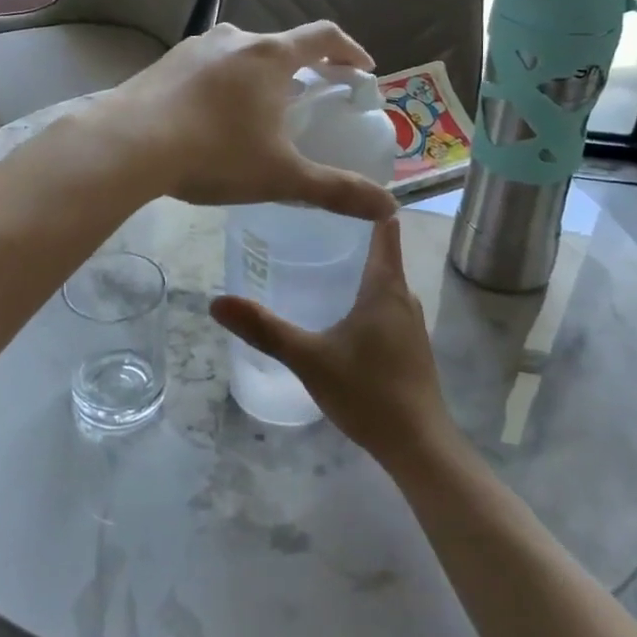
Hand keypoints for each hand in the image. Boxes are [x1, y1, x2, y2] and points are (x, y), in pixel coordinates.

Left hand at [103, 21, 397, 222]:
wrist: (128, 145)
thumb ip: (337, 190)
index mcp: (271, 56)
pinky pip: (206, 67)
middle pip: (280, 46)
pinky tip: (210, 119)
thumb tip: (390, 208)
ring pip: (240, 56)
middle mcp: (235, 39)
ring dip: (258, 76)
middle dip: (301, 69)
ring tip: (258, 112)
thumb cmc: (215, 153)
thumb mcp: (281, 177)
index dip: (350, 50)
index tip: (362, 69)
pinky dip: (222, 85)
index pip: (324, 37)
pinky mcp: (164, 63)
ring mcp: (194, 47)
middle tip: (308, 99)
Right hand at [211, 217, 458, 467]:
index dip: (367, 205)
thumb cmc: (367, 392)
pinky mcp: (409, 347)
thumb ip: (265, 330)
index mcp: (385, 287)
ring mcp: (410, 324)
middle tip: (308, 224)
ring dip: (357, 269)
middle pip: (381, 253)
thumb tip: (216, 302)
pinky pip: (386, 306)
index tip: (336, 190)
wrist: (419, 446)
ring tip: (318, 261)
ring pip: (383, 283)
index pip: (384, 229)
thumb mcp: (309, 358)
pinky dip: (364, 296)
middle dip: (350, 237)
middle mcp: (403, 297)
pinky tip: (338, 313)